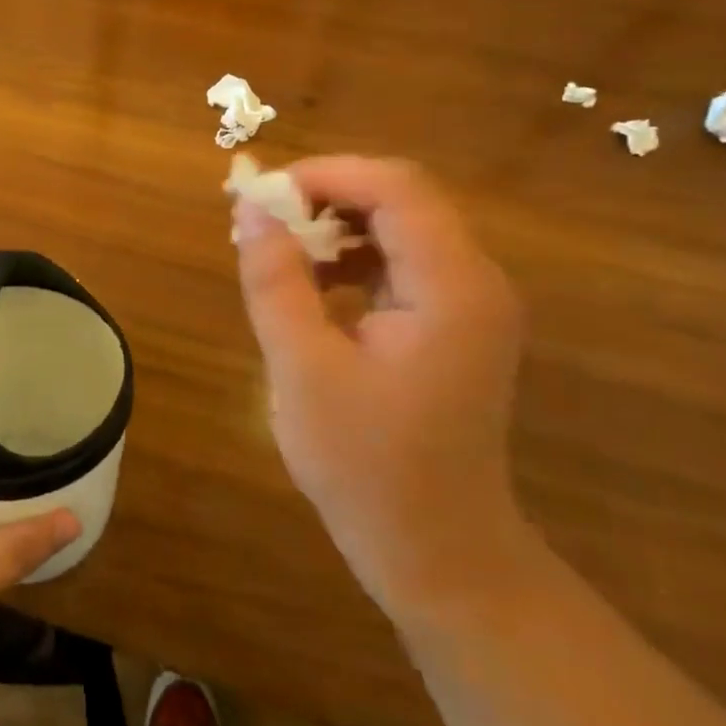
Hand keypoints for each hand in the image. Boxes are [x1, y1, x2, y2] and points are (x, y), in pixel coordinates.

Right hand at [233, 156, 527, 615]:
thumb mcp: (302, 367)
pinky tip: (312, 285)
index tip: (261, 196)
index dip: (324, 175)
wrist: (437, 550)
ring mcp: (469, 302)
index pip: (395, 187)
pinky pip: (401, 262)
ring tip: (277, 251)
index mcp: (452, 287)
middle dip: (326, 196)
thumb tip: (250, 208)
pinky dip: (351, 257)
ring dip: (335, 225)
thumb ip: (275, 280)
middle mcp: (475, 280)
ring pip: (399, 226)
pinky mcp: (453, 322)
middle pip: (401, 199)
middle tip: (261, 221)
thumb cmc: (366, 466)